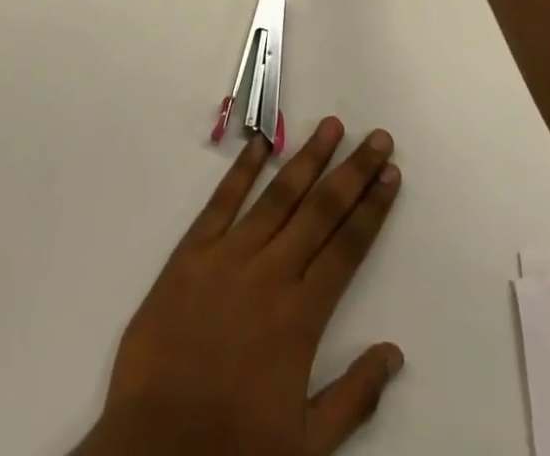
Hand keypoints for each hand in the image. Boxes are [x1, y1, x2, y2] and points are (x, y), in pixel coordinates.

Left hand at [73, 118, 403, 455]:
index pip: (348, 248)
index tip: (390, 175)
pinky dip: (242, 170)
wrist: (155, 450)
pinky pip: (222, 202)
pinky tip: (261, 143)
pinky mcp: (191, 252)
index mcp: (301, 317)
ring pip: (278, 196)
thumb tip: (394, 353)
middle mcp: (271, 274)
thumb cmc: (233, 449)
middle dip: (353, 171)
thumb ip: (353, 397)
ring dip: (308, 158)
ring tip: (331, 126)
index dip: (372, 208)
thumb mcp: (305, 446)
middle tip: (377, 137)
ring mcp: (229, 257)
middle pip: (321, 211)